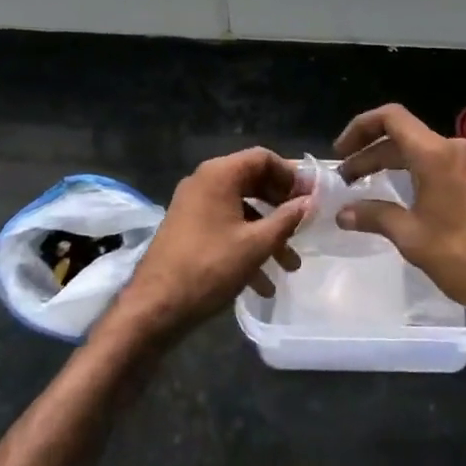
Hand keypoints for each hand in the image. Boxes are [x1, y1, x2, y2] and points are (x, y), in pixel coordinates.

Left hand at [109, 148, 310, 343]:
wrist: (153, 308)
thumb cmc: (209, 268)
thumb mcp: (256, 245)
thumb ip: (286, 219)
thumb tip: (309, 202)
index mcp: (219, 174)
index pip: (263, 158)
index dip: (291, 175)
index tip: (311, 197)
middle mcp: (205, 181)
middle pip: (253, 181)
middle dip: (281, 206)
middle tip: (305, 225)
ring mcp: (193, 205)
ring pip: (241, 209)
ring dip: (267, 233)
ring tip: (290, 265)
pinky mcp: (188, 229)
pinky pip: (225, 226)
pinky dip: (246, 245)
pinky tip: (263, 283)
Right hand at [333, 103, 465, 326]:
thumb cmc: (464, 257)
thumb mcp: (412, 237)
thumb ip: (375, 217)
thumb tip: (343, 213)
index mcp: (435, 154)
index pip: (391, 118)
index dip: (360, 128)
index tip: (340, 153)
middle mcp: (453, 148)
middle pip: (403, 135)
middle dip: (370, 152)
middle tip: (345, 177)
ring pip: (419, 150)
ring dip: (390, 163)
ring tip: (364, 185)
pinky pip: (436, 163)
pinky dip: (411, 172)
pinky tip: (398, 196)